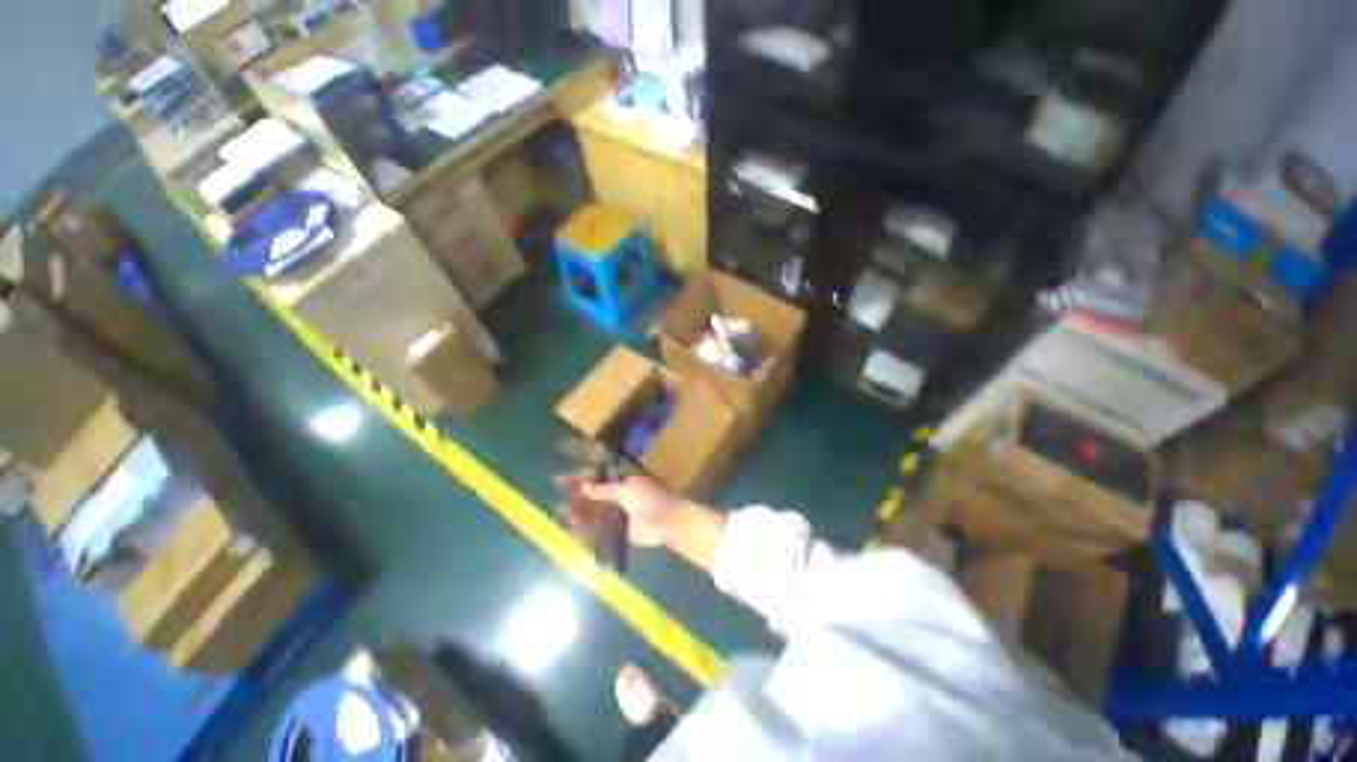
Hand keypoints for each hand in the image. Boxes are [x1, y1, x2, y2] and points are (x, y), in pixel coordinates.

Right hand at [555, 471, 681, 547]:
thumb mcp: (626, 490)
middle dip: (576, 489)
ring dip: (578, 508)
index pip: (597, 474)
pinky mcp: (616, 528)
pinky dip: (585, 527)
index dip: (581, 474)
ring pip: (592, 509)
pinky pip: (597, 527)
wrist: (667, 522)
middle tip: (558, 489)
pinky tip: (572, 527)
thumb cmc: (650, 499)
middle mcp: (616, 493)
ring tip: (561, 510)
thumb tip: (583, 484)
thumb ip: (604, 490)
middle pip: (592, 491)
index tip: (564, 477)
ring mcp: (615, 511)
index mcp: (621, 479)